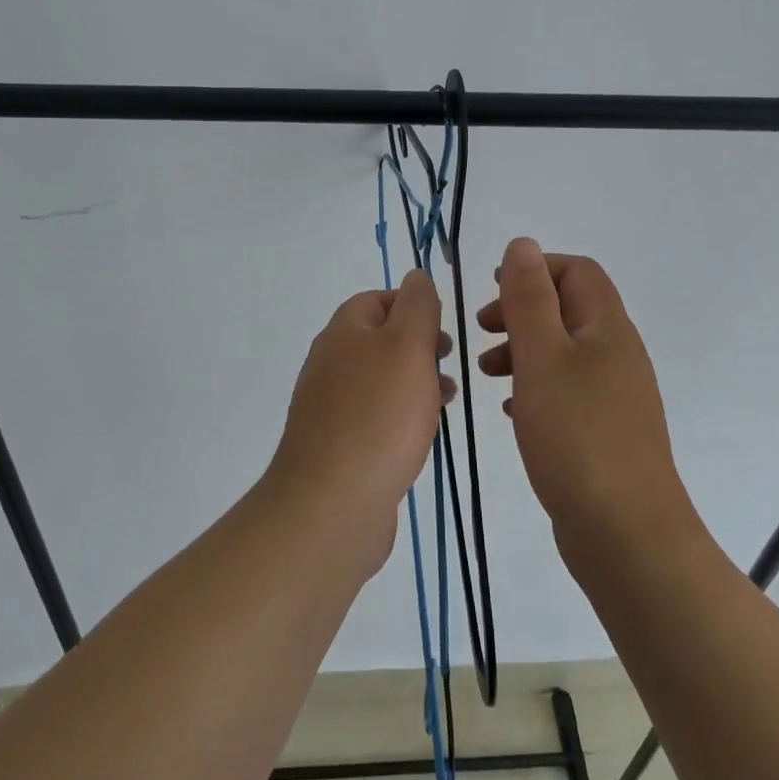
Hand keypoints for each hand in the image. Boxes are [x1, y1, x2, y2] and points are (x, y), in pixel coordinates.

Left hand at [265, 271, 452, 574]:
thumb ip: (417, 307)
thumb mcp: (408, 346)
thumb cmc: (378, 415)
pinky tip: (421, 435)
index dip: (412, 305)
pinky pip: (374, 416)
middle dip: (418, 345)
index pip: (377, 299)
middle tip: (449, 362)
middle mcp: (330, 362)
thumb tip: (416, 276)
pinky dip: (401, 415)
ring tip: (446, 399)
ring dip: (415, 382)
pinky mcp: (336, 444)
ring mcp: (329, 406)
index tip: (443, 327)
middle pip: (379, 338)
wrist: (332, 503)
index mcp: (343, 332)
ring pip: (380, 379)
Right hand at [478, 238, 695, 549]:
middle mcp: (616, 354)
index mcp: (607, 328)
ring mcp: (613, 395)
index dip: (535, 270)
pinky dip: (533, 385)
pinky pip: (564, 389)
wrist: (626, 535)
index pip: (577, 271)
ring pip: (562, 351)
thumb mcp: (542, 357)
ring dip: (522, 349)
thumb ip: (528, 298)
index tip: (493, 291)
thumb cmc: (577, 435)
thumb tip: (522, 244)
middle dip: (521, 310)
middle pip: (568, 309)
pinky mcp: (603, 431)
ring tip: (486, 372)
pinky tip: (510, 409)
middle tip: (482, 330)